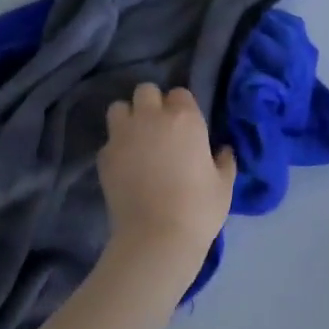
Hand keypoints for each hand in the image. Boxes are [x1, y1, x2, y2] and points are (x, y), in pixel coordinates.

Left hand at [98, 84, 236, 267]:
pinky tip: (125, 166)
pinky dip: (116, 147)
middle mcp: (151, 118)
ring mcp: (123, 136)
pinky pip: (109, 140)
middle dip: (151, 103)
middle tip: (159, 127)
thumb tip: (222, 151)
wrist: (156, 238)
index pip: (179, 93)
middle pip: (145, 91)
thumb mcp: (224, 184)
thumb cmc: (199, 208)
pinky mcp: (104, 157)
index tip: (186, 126)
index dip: (182, 108)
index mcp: (185, 118)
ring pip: (119, 108)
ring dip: (128, 118)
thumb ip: (224, 160)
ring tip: (136, 139)